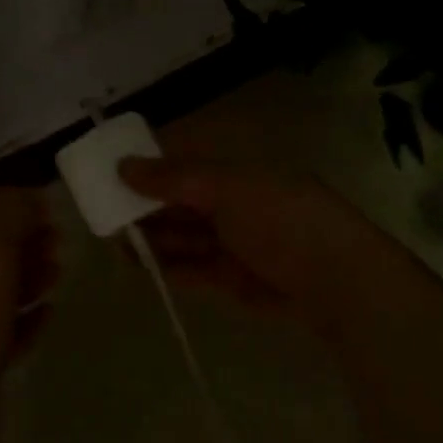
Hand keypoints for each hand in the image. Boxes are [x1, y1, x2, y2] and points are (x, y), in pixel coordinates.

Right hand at [119, 157, 408, 335]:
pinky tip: (143, 267)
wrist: (337, 282)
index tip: (113, 172)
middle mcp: (236, 202)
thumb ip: (174, 179)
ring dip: (152, 238)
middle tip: (105, 214)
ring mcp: (236, 241)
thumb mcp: (227, 189)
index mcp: (239, 170)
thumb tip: (123, 165)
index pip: (186, 161)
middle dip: (145, 206)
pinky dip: (170, 266)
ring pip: (184, 235)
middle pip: (181, 200)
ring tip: (116, 244)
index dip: (150, 165)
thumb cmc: (282, 220)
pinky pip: (194, 267)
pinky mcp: (235, 277)